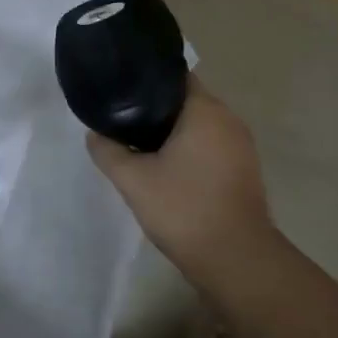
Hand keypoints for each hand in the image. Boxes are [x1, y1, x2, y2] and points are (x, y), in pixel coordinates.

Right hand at [85, 75, 279, 287]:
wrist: (236, 260)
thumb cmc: (184, 209)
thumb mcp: (133, 179)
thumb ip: (108, 150)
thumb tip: (94, 133)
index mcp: (206, 111)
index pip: (174, 76)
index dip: (145, 78)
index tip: (120, 88)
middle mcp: (229, 120)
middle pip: (185, 99)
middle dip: (154, 107)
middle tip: (120, 116)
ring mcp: (241, 146)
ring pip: (198, 125)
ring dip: (170, 130)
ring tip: (136, 141)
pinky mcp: (243, 170)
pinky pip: (209, 145)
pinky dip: (187, 148)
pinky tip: (163, 165)